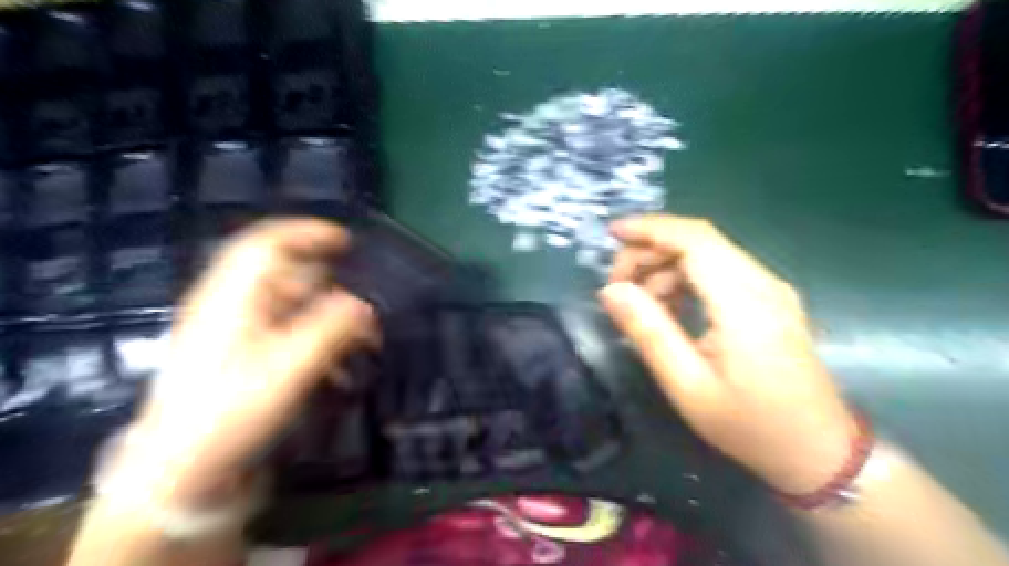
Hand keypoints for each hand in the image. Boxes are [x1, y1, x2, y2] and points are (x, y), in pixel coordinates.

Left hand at [124, 220, 372, 504]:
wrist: (181, 475)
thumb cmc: (232, 412)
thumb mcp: (290, 367)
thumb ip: (332, 328)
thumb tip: (365, 305)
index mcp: (234, 298)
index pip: (268, 244)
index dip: (307, 233)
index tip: (348, 241)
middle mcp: (233, 308)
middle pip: (287, 278)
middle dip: (331, 290)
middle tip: (364, 313)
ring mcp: (236, 336)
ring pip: (293, 310)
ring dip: (329, 322)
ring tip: (358, 348)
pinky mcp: (243, 361)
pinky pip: (289, 337)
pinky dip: (317, 346)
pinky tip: (336, 373)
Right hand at [598, 214, 857, 493]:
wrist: (818, 451)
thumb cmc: (750, 425)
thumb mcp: (687, 385)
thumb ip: (649, 332)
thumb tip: (612, 291)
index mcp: (744, 303)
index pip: (694, 240)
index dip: (650, 229)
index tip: (612, 233)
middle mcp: (762, 284)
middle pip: (698, 241)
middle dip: (650, 252)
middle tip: (617, 287)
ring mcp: (770, 290)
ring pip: (707, 254)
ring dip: (666, 268)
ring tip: (640, 305)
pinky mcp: (770, 300)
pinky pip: (719, 272)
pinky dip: (686, 279)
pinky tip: (669, 308)